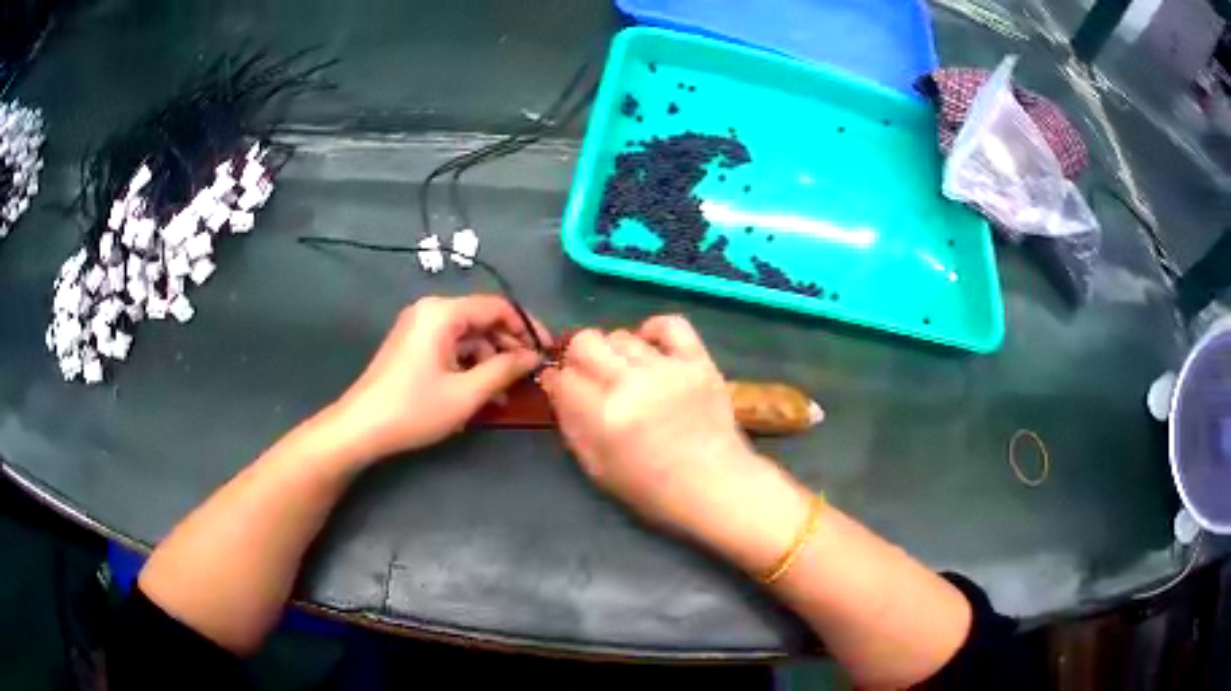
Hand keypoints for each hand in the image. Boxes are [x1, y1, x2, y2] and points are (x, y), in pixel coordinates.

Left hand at [329, 295, 548, 464]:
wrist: (361, 427)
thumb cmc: (414, 408)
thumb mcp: (466, 393)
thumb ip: (505, 369)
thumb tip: (533, 357)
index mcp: (442, 312)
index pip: (497, 307)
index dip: (526, 327)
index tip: (546, 352)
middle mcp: (430, 311)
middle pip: (481, 320)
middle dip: (507, 347)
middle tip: (528, 377)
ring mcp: (418, 328)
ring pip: (467, 336)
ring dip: (489, 361)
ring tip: (505, 394)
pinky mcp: (412, 346)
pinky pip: (450, 347)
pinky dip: (468, 365)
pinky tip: (480, 392)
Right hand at [540, 316, 811, 566]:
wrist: (715, 485)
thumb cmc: (653, 489)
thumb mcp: (597, 469)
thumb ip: (572, 426)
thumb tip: (557, 388)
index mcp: (603, 416)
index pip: (563, 378)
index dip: (558, 382)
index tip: (564, 388)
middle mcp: (631, 384)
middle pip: (586, 343)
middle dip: (578, 358)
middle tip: (589, 376)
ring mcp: (667, 369)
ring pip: (621, 336)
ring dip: (613, 353)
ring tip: (625, 372)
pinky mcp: (697, 362)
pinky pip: (671, 325)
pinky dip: (654, 330)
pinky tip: (650, 347)